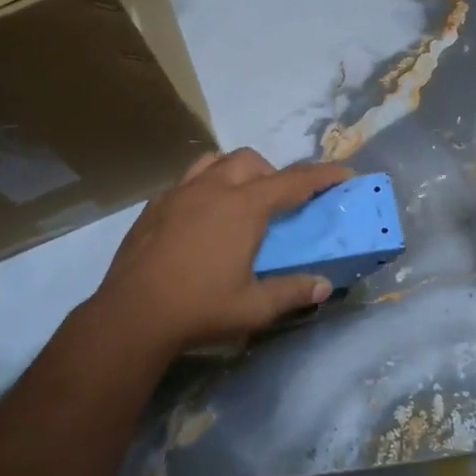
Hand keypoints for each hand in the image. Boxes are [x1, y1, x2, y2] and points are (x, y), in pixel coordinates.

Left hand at [89, 148, 353, 359]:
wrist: (132, 314)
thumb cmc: (200, 308)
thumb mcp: (255, 307)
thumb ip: (293, 292)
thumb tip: (325, 286)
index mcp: (244, 208)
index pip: (293, 182)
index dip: (322, 176)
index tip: (343, 172)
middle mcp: (213, 189)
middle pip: (251, 161)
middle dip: (272, 173)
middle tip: (279, 203)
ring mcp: (179, 193)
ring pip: (214, 161)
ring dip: (235, 172)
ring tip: (238, 199)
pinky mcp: (154, 206)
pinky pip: (186, 181)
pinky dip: (203, 188)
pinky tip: (199, 218)